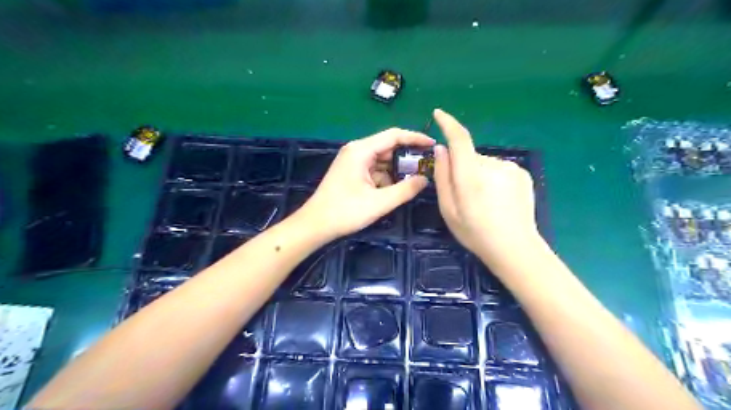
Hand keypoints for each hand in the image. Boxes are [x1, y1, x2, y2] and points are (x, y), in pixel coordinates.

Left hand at [296, 129, 432, 241]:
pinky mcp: (352, 172)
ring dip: (396, 170)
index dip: (415, 138)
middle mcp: (357, 150)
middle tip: (427, 167)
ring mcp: (353, 161)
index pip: (394, 135)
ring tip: (414, 181)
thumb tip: (425, 179)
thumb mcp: (379, 202)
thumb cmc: (345, 212)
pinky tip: (394, 190)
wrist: (315, 225)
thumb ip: (405, 190)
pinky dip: (386, 178)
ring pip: (382, 160)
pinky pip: (374, 170)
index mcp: (361, 150)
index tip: (433, 145)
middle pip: (388, 147)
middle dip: (407, 157)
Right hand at [430, 108, 538, 261]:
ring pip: (484, 163)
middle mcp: (492, 164)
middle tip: (463, 195)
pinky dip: (493, 179)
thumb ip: (442, 176)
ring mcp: (510, 168)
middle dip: (462, 168)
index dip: (448, 123)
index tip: (439, 114)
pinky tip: (498, 199)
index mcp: (470, 175)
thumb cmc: (475, 232)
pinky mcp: (522, 173)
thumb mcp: (448, 209)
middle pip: (470, 156)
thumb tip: (441, 149)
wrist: (515, 248)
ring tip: (483, 201)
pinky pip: (498, 169)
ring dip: (478, 175)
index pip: (459, 138)